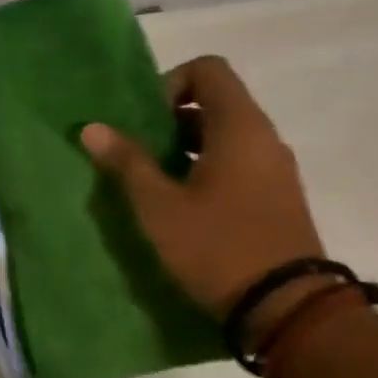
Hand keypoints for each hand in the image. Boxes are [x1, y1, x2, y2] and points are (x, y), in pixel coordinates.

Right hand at [81, 56, 325, 334]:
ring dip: (188, 147)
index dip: (170, 83)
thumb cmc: (217, 246)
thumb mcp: (159, 206)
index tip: (147, 123)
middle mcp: (264, 137)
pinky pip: (240, 162)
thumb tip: (92, 127)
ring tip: (157, 183)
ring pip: (227, 135)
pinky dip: (209, 168)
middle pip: (216, 101)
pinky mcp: (279, 196)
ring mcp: (276, 168)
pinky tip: (186, 206)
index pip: (208, 69)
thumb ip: (127, 162)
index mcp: (239, 126)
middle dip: (172, 120)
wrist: (286, 308)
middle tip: (140, 154)